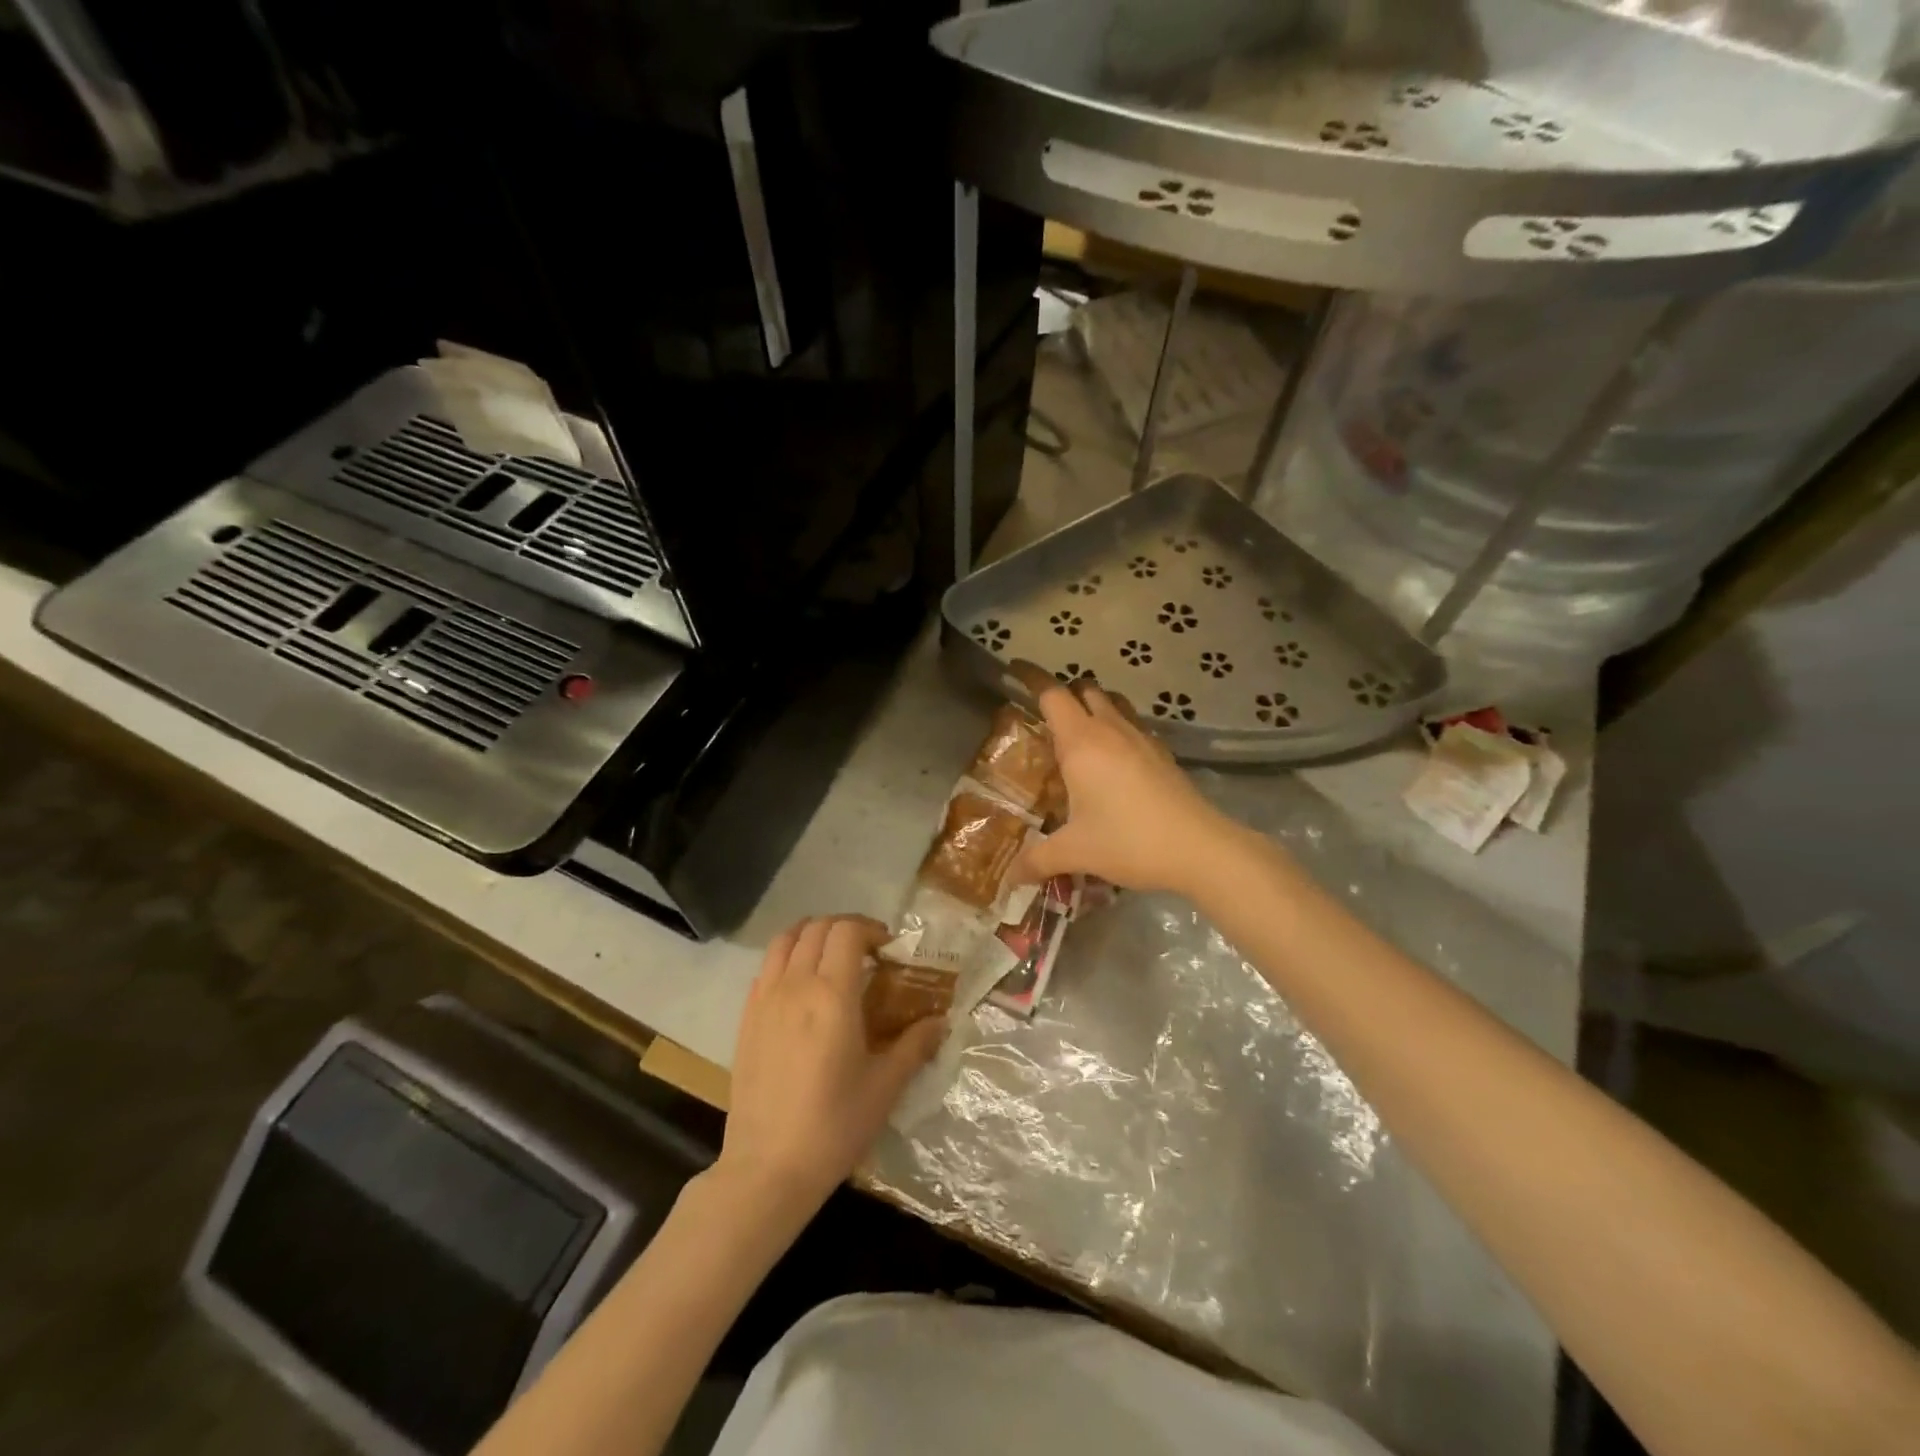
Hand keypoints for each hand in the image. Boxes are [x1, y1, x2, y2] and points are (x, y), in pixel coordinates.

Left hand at [719, 916, 945, 1209]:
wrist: (768, 1168)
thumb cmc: (834, 1126)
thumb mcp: (885, 1087)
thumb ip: (915, 1045)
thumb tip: (942, 1020)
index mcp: (832, 995)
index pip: (847, 931)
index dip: (870, 929)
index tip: (888, 949)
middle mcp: (796, 985)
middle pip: (817, 928)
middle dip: (846, 928)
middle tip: (867, 952)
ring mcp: (765, 1000)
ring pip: (785, 940)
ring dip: (812, 935)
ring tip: (831, 957)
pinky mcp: (746, 1018)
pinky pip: (766, 967)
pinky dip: (787, 958)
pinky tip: (801, 986)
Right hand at [1008, 662, 1242, 896]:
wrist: (1199, 848)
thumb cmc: (1129, 841)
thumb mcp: (1076, 852)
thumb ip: (1038, 860)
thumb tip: (1010, 878)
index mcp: (1081, 743)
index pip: (1052, 694)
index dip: (1031, 678)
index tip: (1015, 670)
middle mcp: (1111, 730)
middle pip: (1084, 689)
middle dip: (1063, 694)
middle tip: (1045, 718)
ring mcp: (1142, 739)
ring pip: (1113, 703)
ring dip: (1093, 706)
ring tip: (1079, 735)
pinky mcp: (1163, 754)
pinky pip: (1133, 725)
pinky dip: (1117, 728)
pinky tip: (1114, 761)